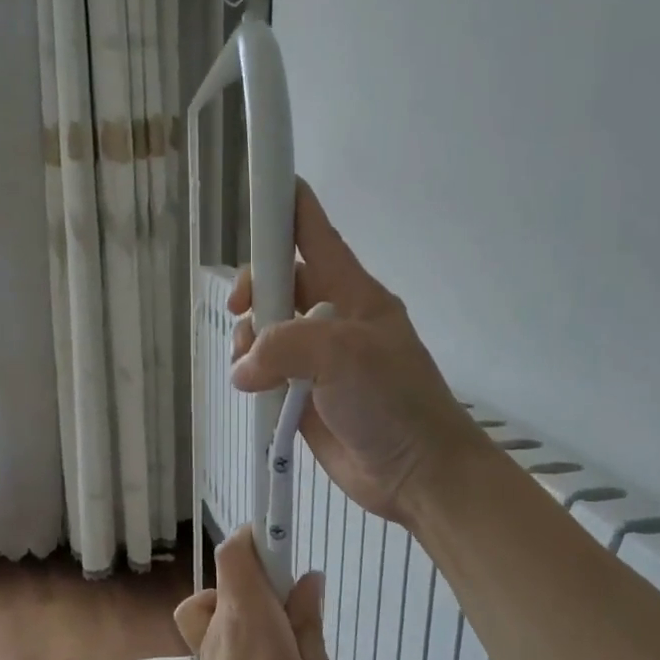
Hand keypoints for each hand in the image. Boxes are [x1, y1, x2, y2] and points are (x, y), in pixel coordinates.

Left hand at [173, 527, 336, 659]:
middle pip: (228, 572)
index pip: (234, 550)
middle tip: (294, 603)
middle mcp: (220, 623)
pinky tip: (259, 656)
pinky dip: (231, 626)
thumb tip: (307, 579)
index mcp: (248, 615)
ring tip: (275, 630)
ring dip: (243, 600)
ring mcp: (205, 646)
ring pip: (216, 599)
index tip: (283, 543)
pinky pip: (212, 628)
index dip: (255, 535)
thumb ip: (308, 621)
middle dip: (261, 572)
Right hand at [230, 181, 484, 523]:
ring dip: (249, 340)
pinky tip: (251, 386)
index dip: (288, 206)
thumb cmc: (394, 402)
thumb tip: (244, 369)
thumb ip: (284, 346)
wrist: (417, 473)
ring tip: (251, 366)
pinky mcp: (305, 398)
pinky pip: (267, 374)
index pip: (315, 235)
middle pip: (280, 281)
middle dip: (254, 290)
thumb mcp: (343, 356)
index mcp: (352, 293)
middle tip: (242, 313)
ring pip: (267, 330)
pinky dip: (252, 375)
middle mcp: (332, 320)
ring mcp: (318, 361)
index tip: (260, 186)